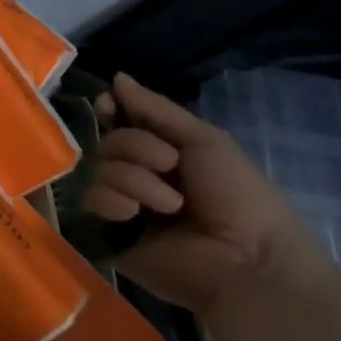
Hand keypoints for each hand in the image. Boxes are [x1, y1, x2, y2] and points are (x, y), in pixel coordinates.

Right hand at [86, 73, 328, 319]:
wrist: (248, 262)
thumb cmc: (239, 198)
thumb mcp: (205, 141)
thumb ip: (156, 108)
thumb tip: (116, 77)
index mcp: (164, 157)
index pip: (121, 124)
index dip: (111, 111)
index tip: (109, 105)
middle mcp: (139, 179)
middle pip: (108, 142)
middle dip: (135, 148)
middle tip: (169, 166)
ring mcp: (124, 207)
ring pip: (99, 169)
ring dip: (133, 179)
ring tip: (169, 204)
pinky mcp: (109, 235)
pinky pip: (91, 201)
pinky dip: (114, 201)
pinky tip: (137, 216)